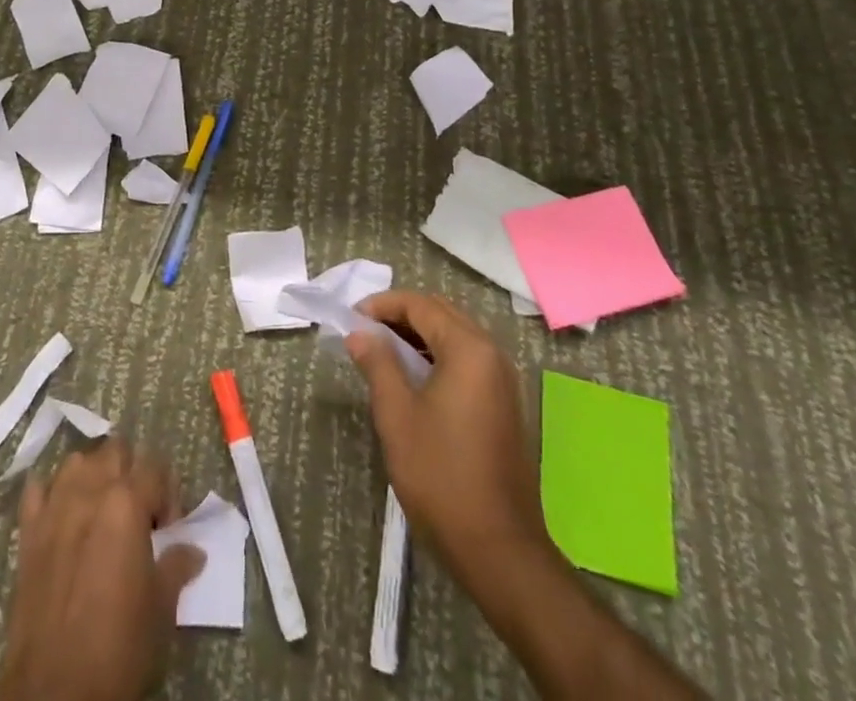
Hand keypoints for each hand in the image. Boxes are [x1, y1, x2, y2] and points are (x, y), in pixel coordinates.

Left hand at [0, 439, 204, 700]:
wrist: (55, 690)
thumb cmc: (118, 645)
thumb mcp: (160, 607)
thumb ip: (176, 565)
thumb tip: (192, 550)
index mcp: (127, 502)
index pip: (156, 468)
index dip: (168, 495)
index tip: (169, 531)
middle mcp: (90, 490)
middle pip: (115, 450)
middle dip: (131, 473)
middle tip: (138, 514)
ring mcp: (54, 507)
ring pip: (77, 461)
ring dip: (93, 475)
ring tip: (101, 511)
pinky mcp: (27, 531)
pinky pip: (37, 489)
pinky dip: (51, 492)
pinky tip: (61, 514)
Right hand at [346, 290, 548, 588]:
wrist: (499, 550)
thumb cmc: (441, 476)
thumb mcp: (397, 415)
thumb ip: (377, 364)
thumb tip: (360, 334)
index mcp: (469, 349)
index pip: (420, 305)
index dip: (382, 305)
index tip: (351, 319)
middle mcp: (492, 354)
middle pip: (441, 314)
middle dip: (400, 316)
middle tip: (364, 331)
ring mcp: (502, 381)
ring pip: (454, 337)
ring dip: (418, 336)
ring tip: (381, 352)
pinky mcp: (503, 405)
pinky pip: (466, 361)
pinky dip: (437, 356)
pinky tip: (412, 379)